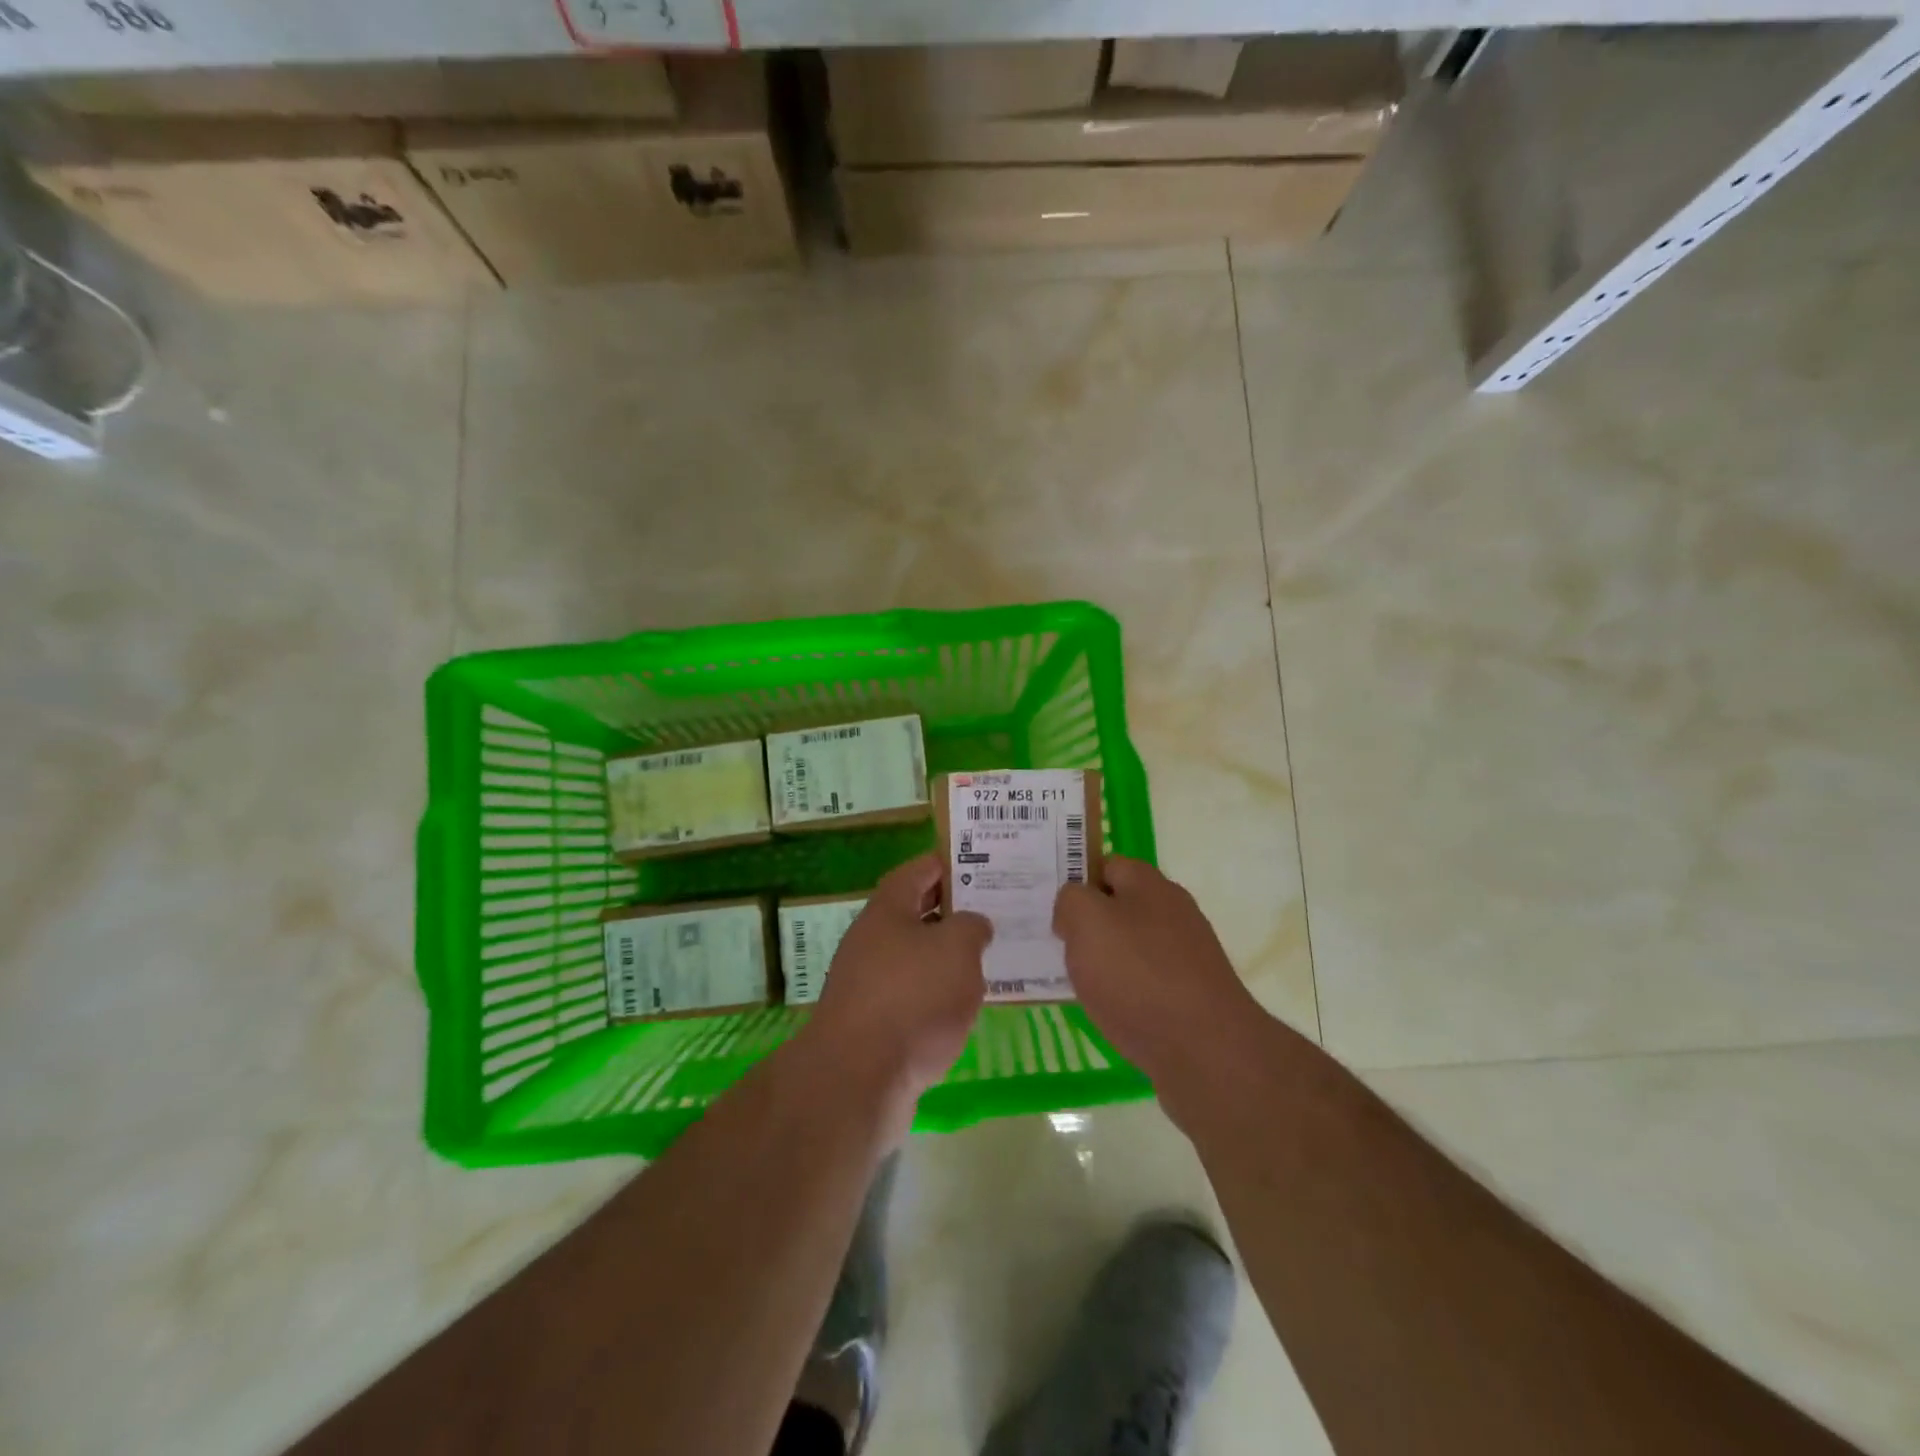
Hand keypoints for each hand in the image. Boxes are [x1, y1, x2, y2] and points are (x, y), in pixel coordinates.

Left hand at [805, 853, 991, 1105]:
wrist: (860, 1078)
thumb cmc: (912, 998)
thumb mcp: (957, 949)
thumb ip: (971, 927)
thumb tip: (973, 924)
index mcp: (887, 911)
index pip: (916, 872)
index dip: (945, 864)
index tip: (977, 863)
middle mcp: (872, 941)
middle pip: (914, 914)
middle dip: (952, 911)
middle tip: (993, 910)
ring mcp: (869, 984)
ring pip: (915, 958)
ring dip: (947, 956)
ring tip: (989, 957)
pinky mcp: (874, 1025)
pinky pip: (913, 996)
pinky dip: (938, 995)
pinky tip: (966, 1006)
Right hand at [1053, 857, 1261, 1087]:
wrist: (1207, 1051)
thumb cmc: (1138, 975)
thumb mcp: (1087, 922)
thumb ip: (1071, 901)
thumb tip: (1074, 907)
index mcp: (1150, 884)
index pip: (1106, 865)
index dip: (1076, 880)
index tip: (1048, 906)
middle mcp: (1173, 912)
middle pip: (1120, 907)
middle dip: (1088, 924)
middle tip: (1056, 945)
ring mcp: (1187, 955)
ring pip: (1132, 947)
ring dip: (1105, 961)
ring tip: (1077, 982)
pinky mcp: (1193, 995)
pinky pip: (1147, 982)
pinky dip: (1125, 993)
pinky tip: (1110, 1012)